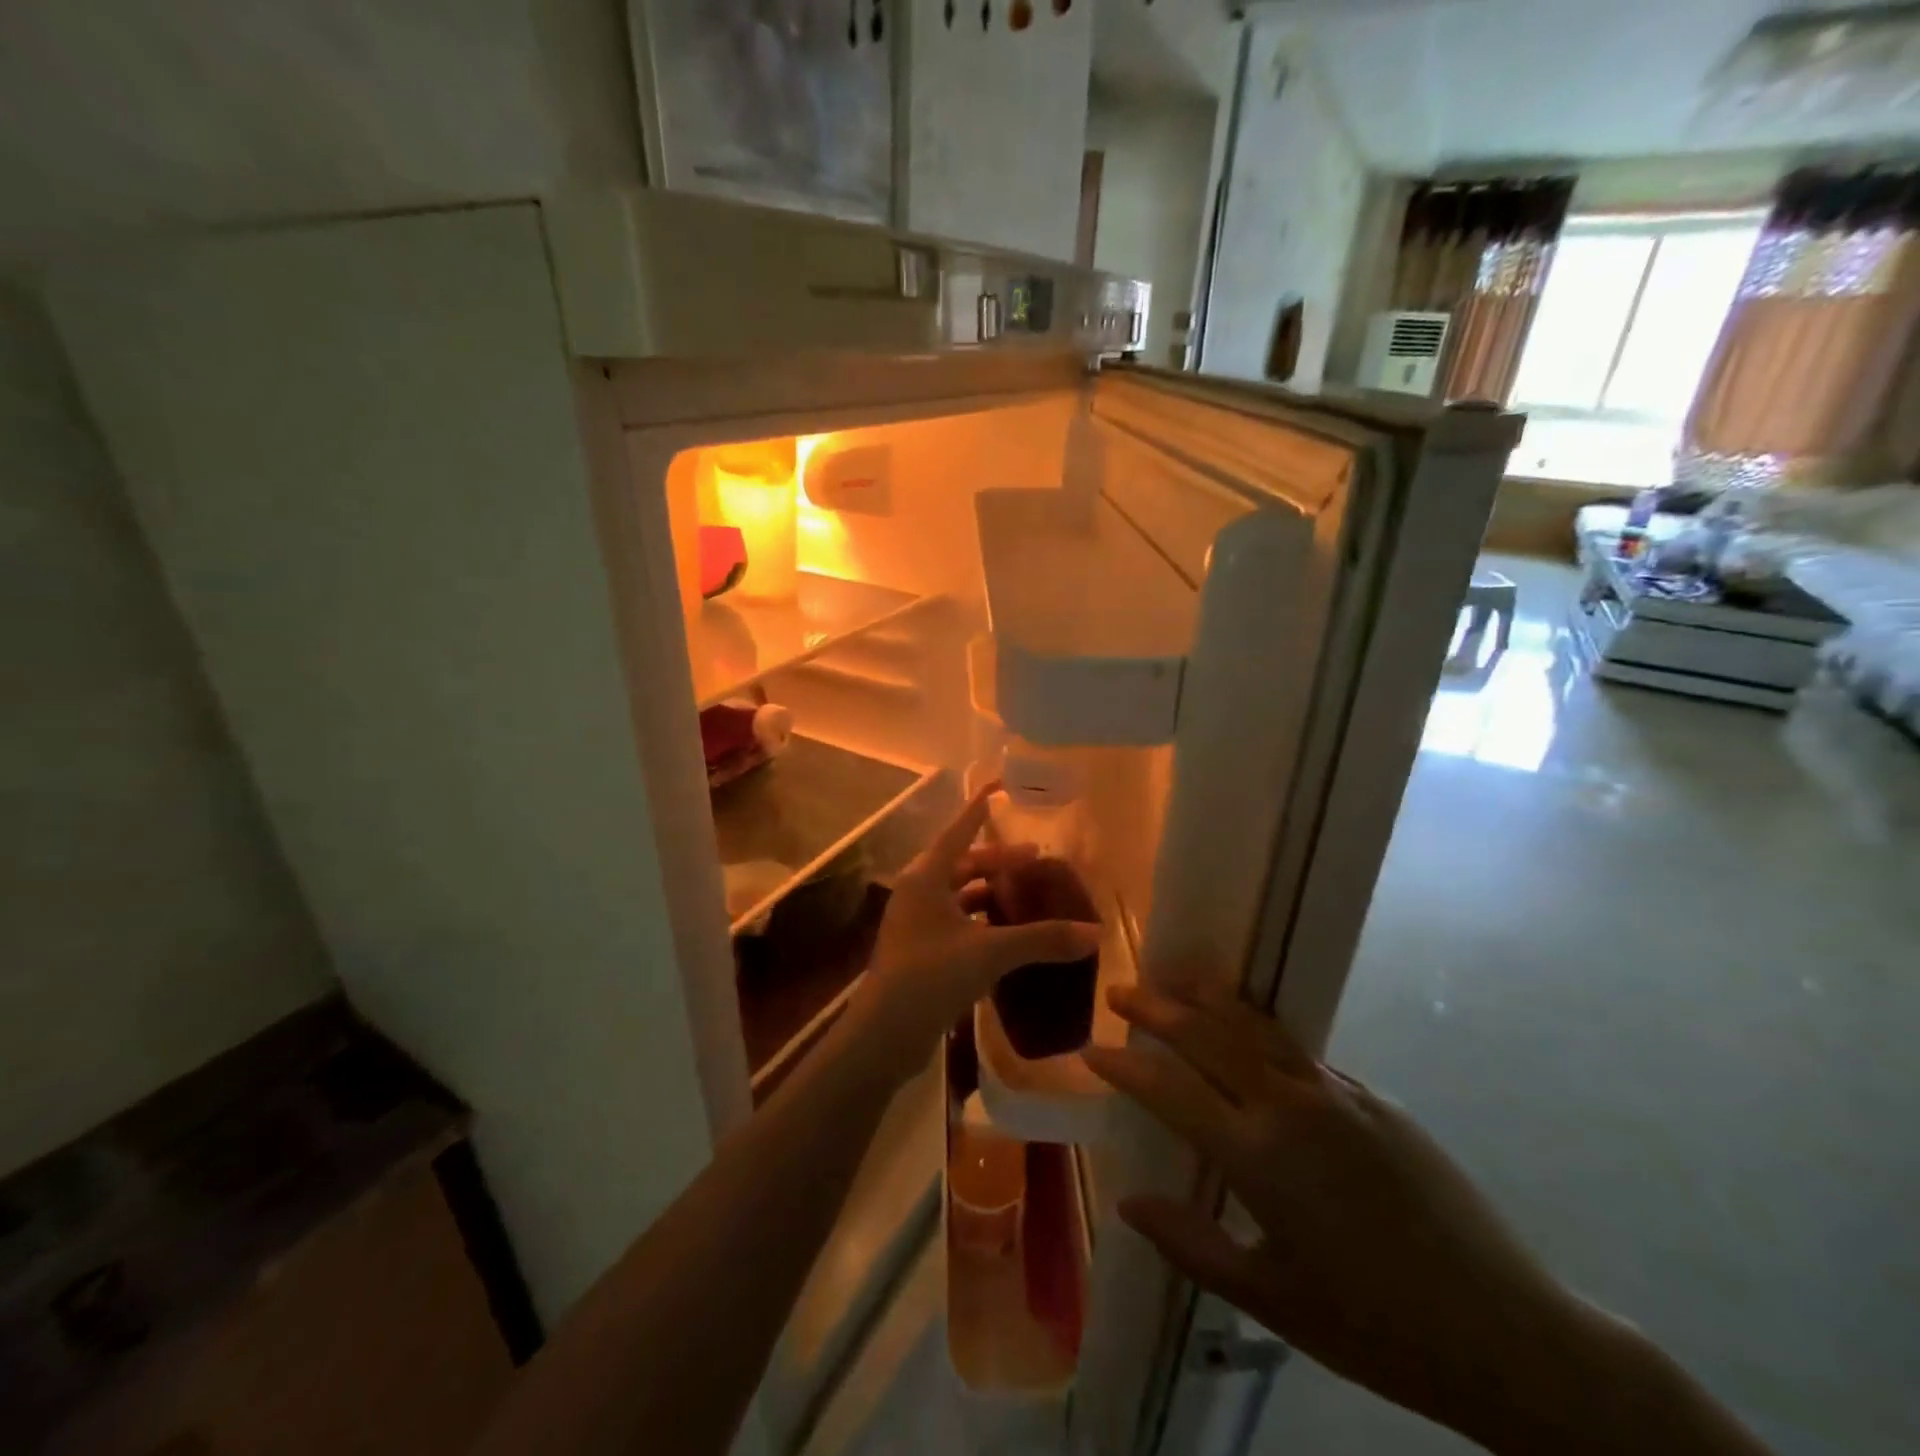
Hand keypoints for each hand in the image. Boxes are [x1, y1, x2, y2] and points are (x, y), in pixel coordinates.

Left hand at [845, 786, 1100, 1089]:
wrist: (885, 1032)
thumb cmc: (932, 975)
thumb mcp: (991, 952)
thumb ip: (1043, 940)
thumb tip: (1095, 934)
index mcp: (926, 877)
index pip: (959, 831)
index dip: (980, 810)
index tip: (1000, 789)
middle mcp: (917, 892)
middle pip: (962, 864)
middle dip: (997, 861)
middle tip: (1035, 860)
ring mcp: (915, 923)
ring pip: (957, 894)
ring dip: (988, 892)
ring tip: (1024, 895)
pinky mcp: (919, 951)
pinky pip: (955, 921)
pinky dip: (980, 920)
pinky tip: (1004, 933)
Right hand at [1083, 983, 1594, 1451]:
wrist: (1510, 1336)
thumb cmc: (1376, 1329)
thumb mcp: (1271, 1299)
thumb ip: (1192, 1245)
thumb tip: (1129, 1202)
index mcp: (1260, 1157)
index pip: (1171, 1089)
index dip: (1125, 1066)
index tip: (1091, 1050)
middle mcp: (1292, 1105)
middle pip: (1209, 1033)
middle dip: (1157, 1008)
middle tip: (1121, 991)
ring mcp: (1337, 1093)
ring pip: (1256, 1026)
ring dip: (1209, 998)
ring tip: (1176, 979)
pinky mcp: (1374, 1097)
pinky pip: (1300, 1052)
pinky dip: (1258, 1032)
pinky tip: (1248, 1039)